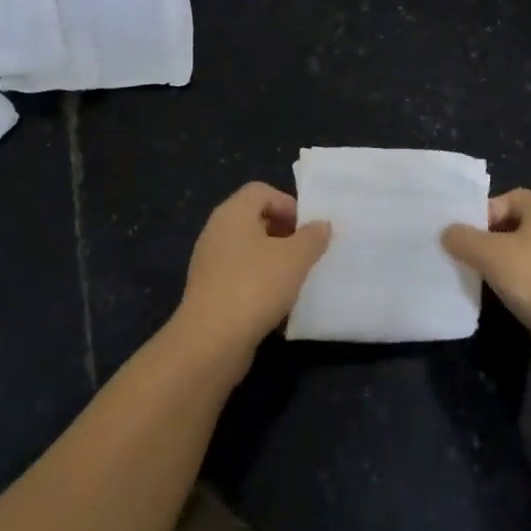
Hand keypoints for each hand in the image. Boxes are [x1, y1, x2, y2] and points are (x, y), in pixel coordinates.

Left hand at [172, 183, 331, 362]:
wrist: (211, 339)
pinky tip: (276, 300)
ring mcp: (210, 261)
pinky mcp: (209, 289)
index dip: (288, 203)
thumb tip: (321, 225)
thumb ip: (312, 237)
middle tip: (307, 252)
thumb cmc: (255, 286)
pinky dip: (259, 280)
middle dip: (284, 231)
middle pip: (254, 218)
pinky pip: (240, 273)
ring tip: (296, 277)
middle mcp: (216, 231)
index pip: (261, 191)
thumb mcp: (295, 258)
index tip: (309, 229)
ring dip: (274, 258)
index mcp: (232, 213)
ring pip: (248, 248)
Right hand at [442, 189, 530, 369]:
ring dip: (497, 265)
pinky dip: (511, 286)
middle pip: (514, 226)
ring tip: (472, 277)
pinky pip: (529, 281)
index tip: (463, 232)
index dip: (484, 210)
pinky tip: (495, 298)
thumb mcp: (490, 253)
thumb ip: (463, 239)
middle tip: (461, 255)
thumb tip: (447, 233)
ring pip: (520, 256)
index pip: (510, 197)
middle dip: (486, 239)